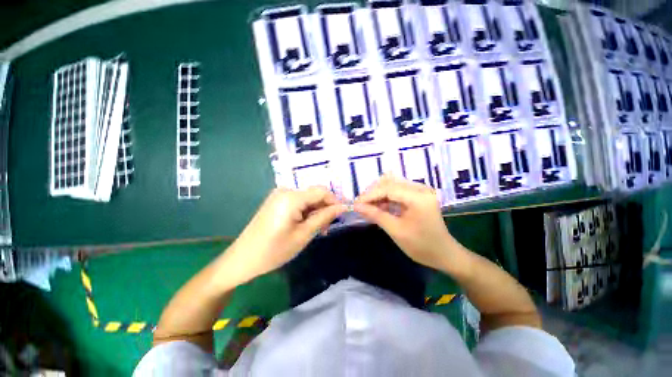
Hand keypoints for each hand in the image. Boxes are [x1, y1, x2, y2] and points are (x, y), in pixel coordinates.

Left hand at [225, 187, 346, 281]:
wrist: (242, 259)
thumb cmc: (274, 250)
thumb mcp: (303, 235)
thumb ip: (324, 217)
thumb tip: (342, 207)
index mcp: (291, 197)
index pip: (322, 191)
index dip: (335, 201)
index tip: (341, 216)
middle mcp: (285, 190)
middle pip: (314, 194)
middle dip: (324, 209)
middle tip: (326, 228)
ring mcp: (279, 195)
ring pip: (307, 199)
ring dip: (315, 212)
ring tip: (317, 230)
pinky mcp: (276, 201)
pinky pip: (298, 202)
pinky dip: (305, 212)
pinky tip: (305, 225)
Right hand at [354, 175, 457, 269]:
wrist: (444, 254)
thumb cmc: (422, 246)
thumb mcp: (396, 231)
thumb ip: (376, 215)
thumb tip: (356, 206)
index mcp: (418, 197)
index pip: (388, 188)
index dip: (369, 195)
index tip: (355, 204)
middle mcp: (420, 188)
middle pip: (389, 182)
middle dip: (372, 193)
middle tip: (361, 206)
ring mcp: (420, 190)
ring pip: (391, 184)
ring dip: (378, 194)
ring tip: (368, 207)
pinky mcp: (418, 194)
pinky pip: (397, 190)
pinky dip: (385, 197)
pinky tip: (378, 207)